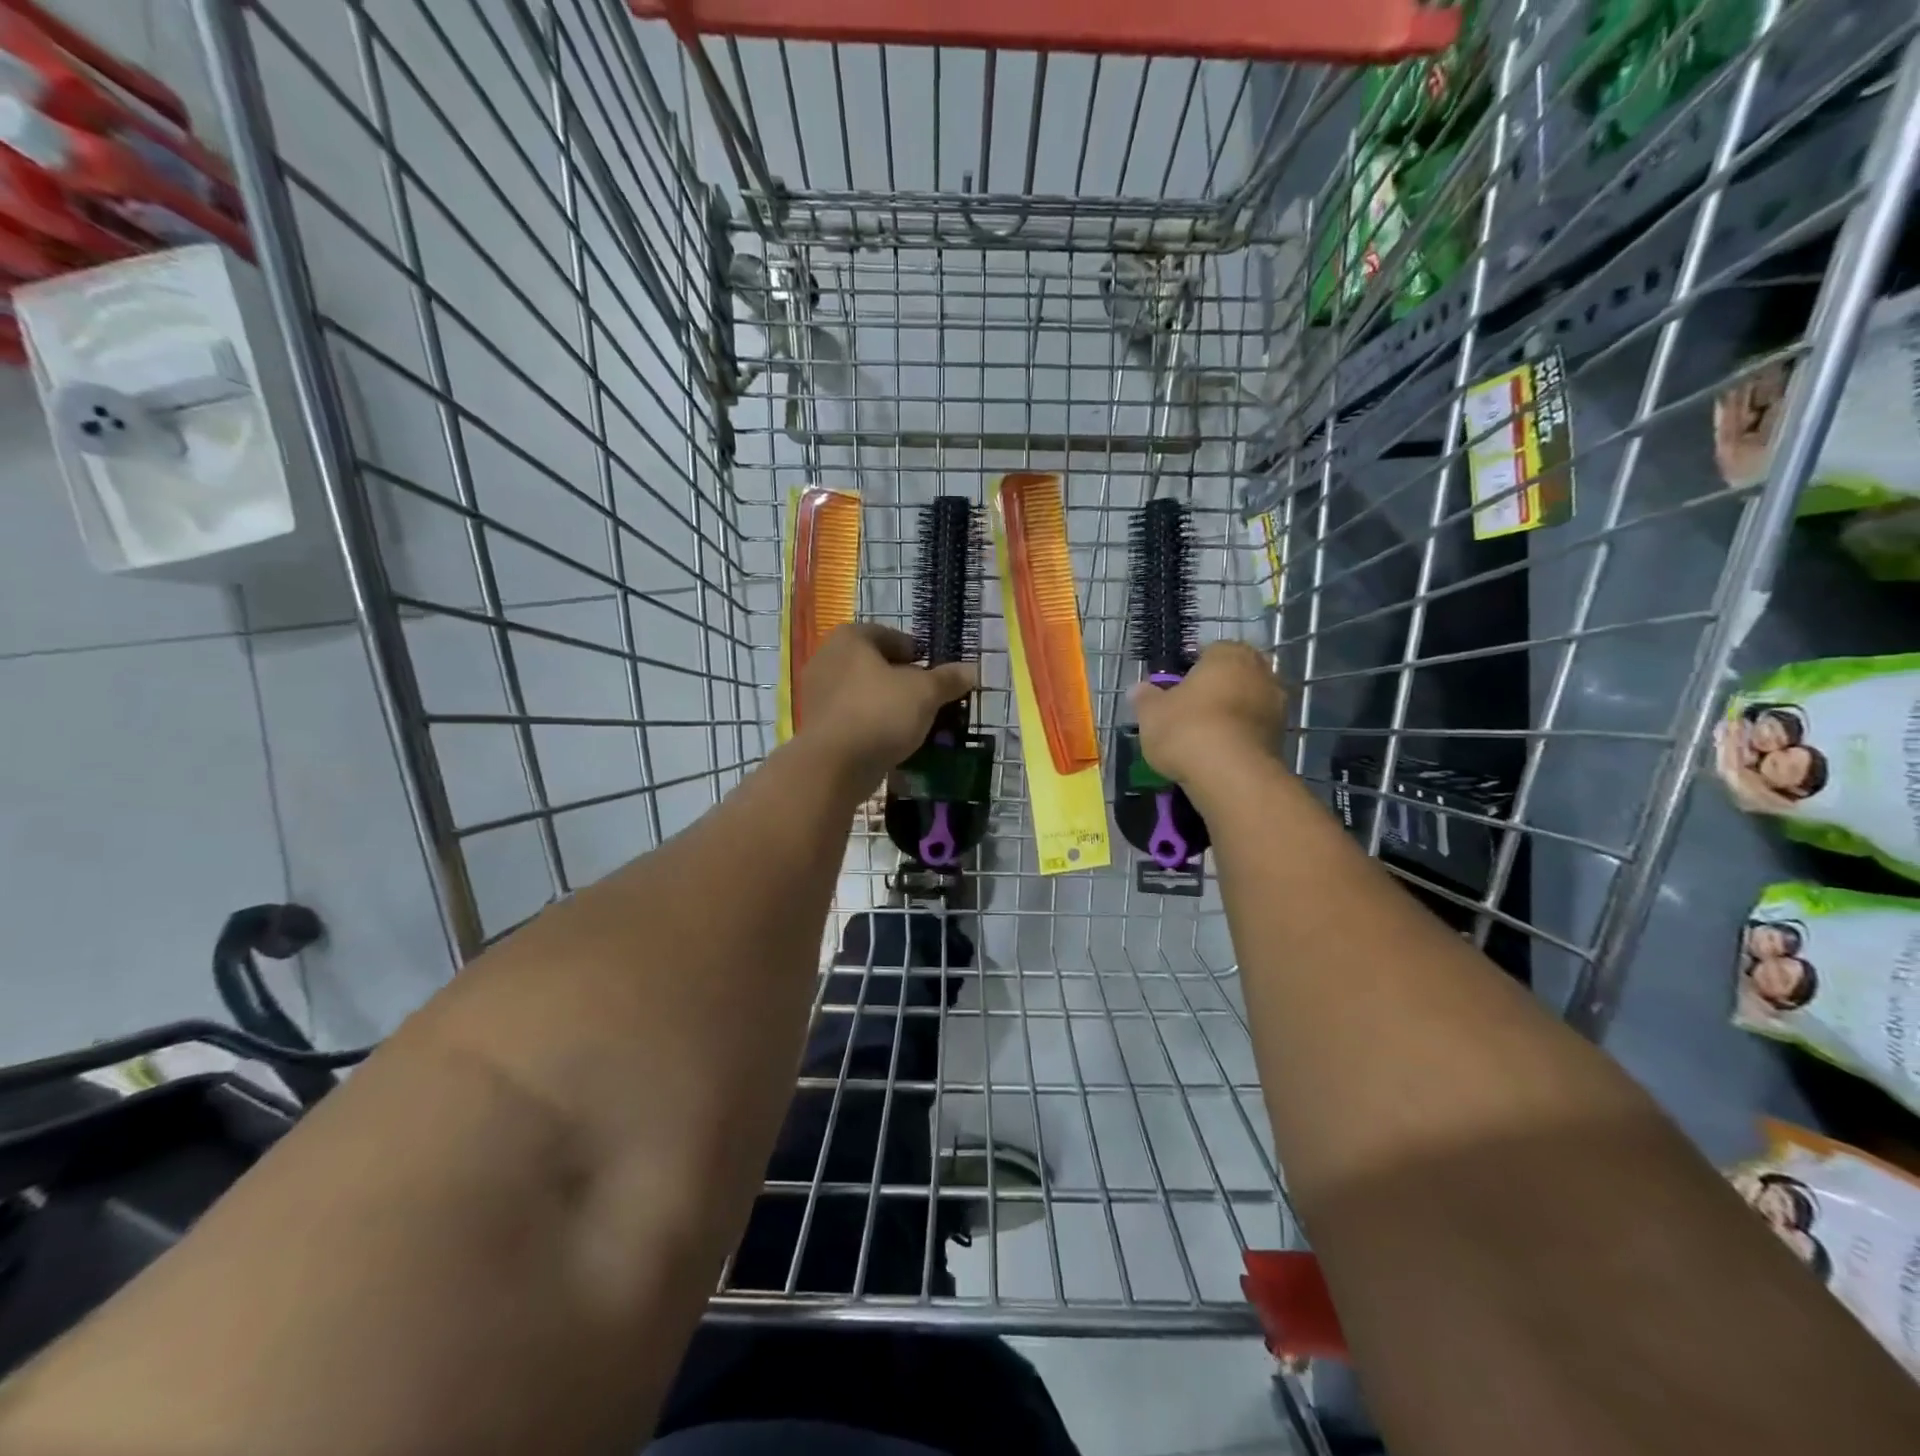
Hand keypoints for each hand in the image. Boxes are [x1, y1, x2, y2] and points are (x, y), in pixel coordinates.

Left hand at [798, 623, 976, 789]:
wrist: (833, 766)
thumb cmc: (880, 713)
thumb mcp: (925, 693)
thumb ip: (948, 679)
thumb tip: (972, 670)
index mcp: (850, 639)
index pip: (889, 635)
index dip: (915, 651)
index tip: (933, 670)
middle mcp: (827, 659)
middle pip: (874, 665)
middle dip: (901, 679)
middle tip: (928, 696)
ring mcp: (817, 694)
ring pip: (863, 693)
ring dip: (887, 704)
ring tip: (914, 721)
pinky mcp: (817, 726)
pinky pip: (852, 717)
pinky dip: (872, 724)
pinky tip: (892, 740)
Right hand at [1131, 641, 1286, 790]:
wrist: (1231, 776)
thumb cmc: (1187, 729)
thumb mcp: (1152, 713)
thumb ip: (1146, 697)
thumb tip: (1139, 689)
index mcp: (1229, 655)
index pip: (1210, 651)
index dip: (1191, 669)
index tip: (1175, 689)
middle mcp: (1260, 672)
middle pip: (1233, 676)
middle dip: (1216, 689)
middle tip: (1190, 711)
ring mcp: (1276, 705)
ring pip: (1247, 703)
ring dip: (1231, 714)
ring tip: (1204, 737)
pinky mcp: (1282, 737)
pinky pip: (1254, 729)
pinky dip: (1240, 736)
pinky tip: (1220, 753)